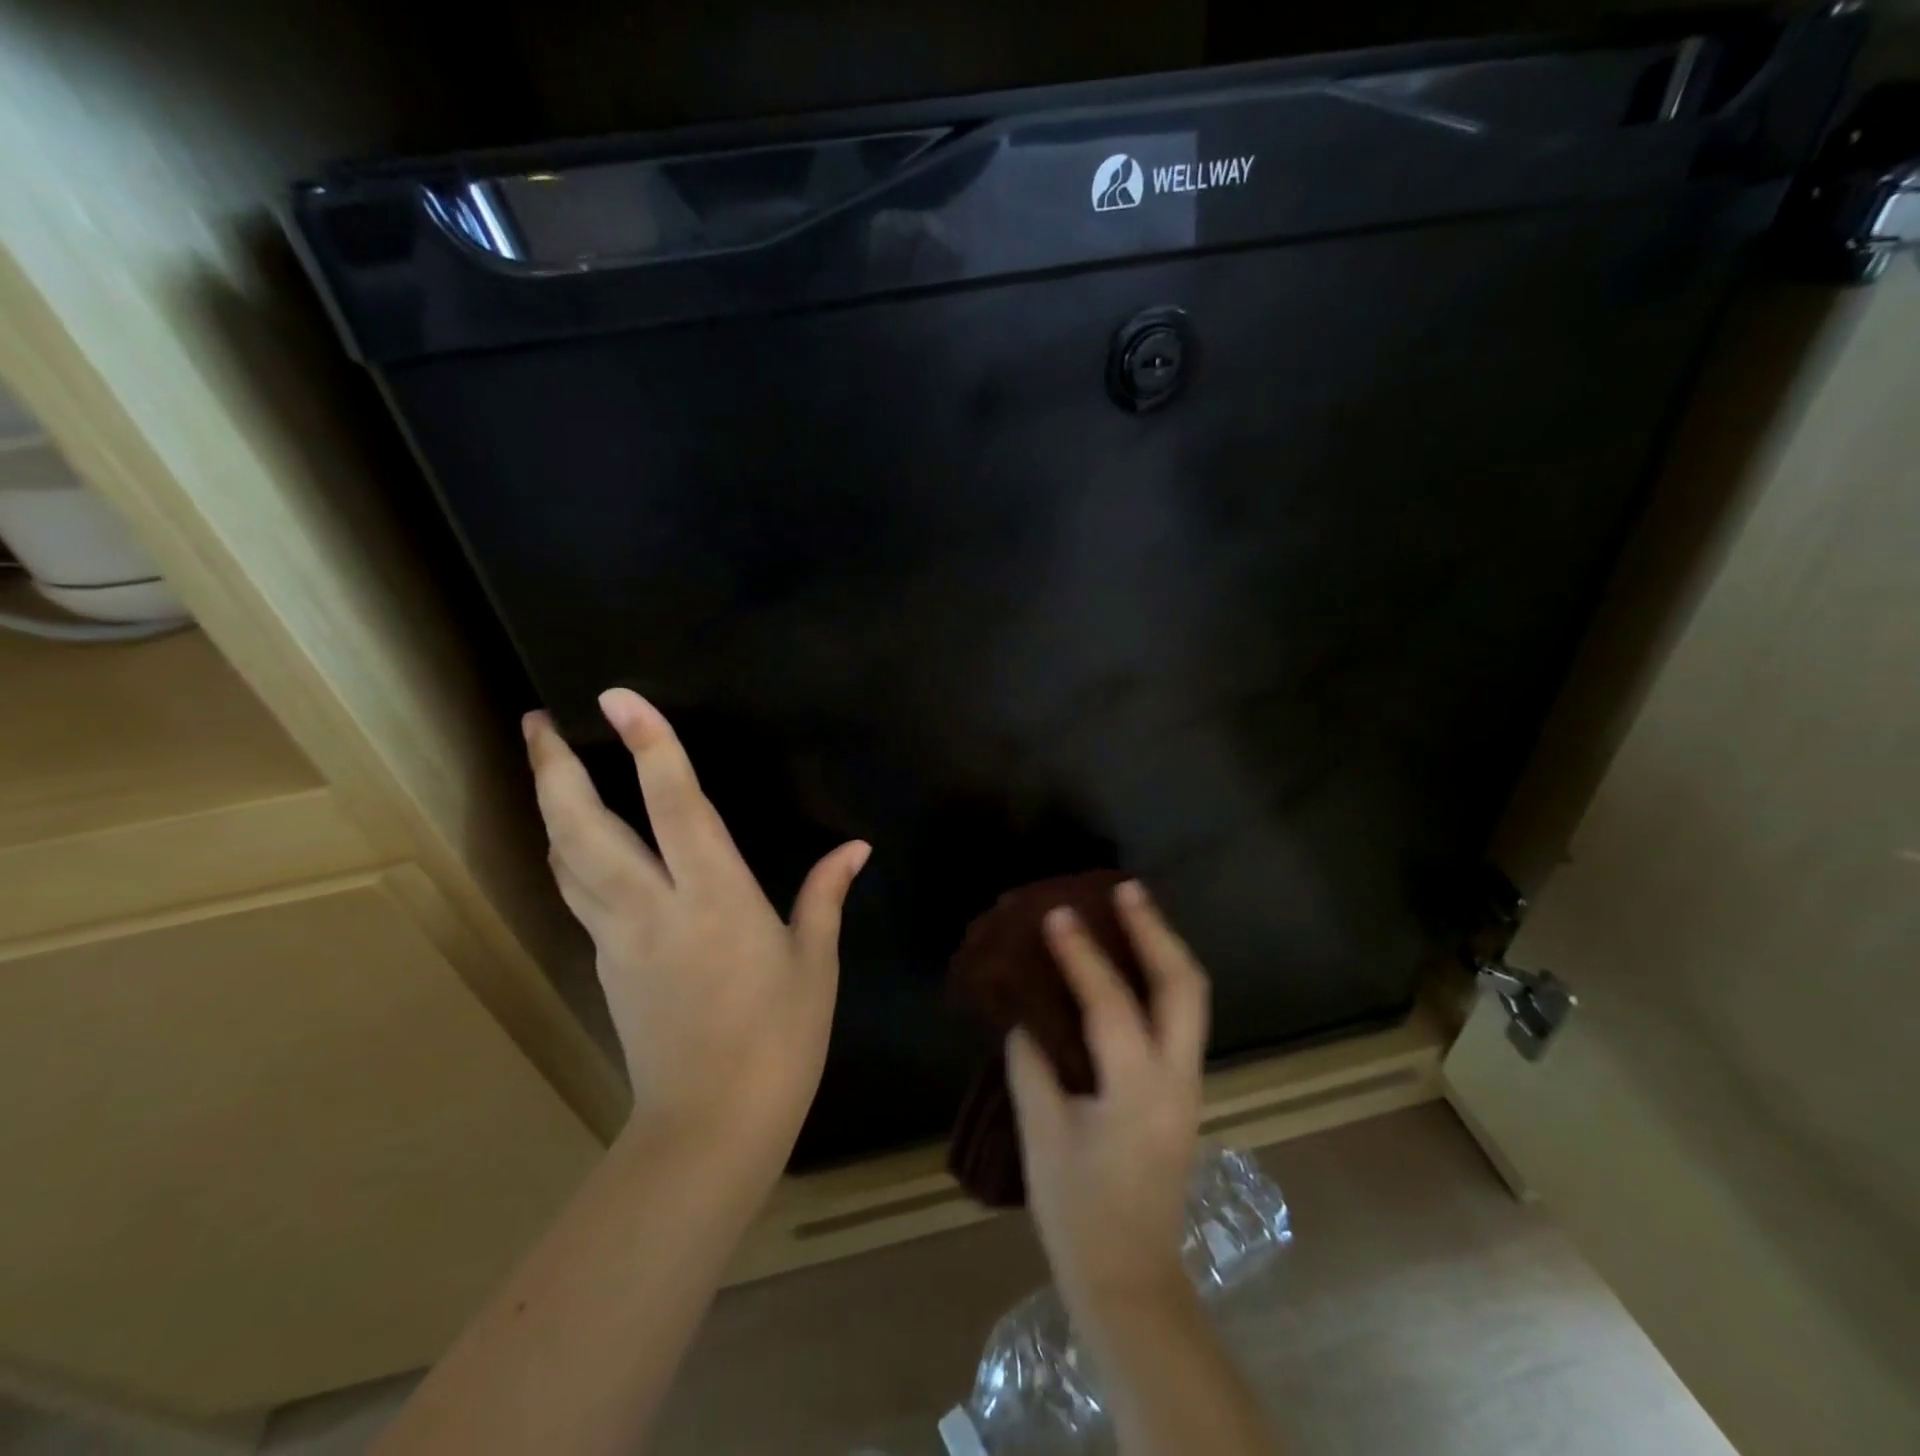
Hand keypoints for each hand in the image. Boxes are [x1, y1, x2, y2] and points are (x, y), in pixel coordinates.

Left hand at [524, 689, 868, 1167]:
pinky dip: (568, 852)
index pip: (675, 805)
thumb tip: (855, 847)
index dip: (650, 746)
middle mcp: (654, 906)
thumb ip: (825, 895)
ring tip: (543, 765)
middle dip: (554, 769)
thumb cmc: (779, 1039)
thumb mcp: (814, 963)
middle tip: (538, 721)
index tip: (620, 698)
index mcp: (715, 898)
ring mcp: (618, 937)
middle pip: (584, 827)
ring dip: (548, 806)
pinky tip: (574, 839)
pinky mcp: (604, 964)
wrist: (711, 1125)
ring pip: (566, 859)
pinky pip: (577, 892)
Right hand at [1006, 881, 1209, 1312]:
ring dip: (1164, 949)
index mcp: (1137, 1090)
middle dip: (1156, 931)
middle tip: (1127, 889)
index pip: (1112, 1003)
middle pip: (1184, 986)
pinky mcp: (1183, 1093)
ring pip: (1191, 999)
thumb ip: (1034, 1064)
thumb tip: (1028, 1016)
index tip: (1058, 912)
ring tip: (1135, 910)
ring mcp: (1189, 1086)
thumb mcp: (1042, 1136)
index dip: (1082, 954)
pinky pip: (1179, 1018)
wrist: (1130, 1281)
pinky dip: (1160, 979)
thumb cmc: (1077, 1213)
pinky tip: (1133, 966)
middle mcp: (1177, 1078)